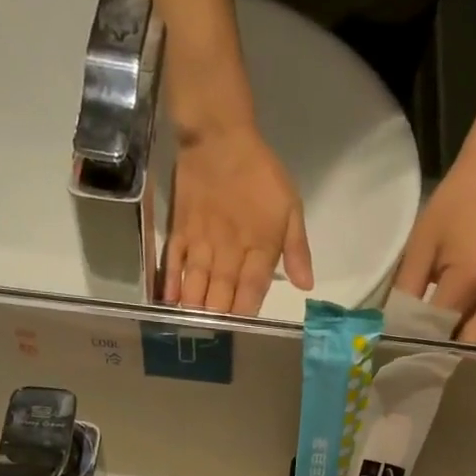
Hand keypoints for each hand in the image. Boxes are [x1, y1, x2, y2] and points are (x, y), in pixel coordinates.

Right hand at [164, 126, 313, 315]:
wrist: (219, 135)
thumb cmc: (260, 172)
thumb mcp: (290, 206)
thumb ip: (297, 248)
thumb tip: (306, 286)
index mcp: (259, 247)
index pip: (251, 292)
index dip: (246, 315)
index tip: (243, 333)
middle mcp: (228, 251)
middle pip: (221, 296)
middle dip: (219, 321)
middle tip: (216, 340)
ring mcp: (201, 243)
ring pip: (197, 286)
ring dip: (195, 311)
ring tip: (194, 330)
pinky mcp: (180, 231)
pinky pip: (173, 264)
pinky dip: (170, 285)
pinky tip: (169, 303)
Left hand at [394, 158, 475, 345]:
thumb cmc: (455, 206)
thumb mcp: (421, 244)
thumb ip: (406, 291)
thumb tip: (392, 327)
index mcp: (469, 281)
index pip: (438, 329)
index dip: (416, 343)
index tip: (394, 352)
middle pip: (467, 350)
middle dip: (441, 358)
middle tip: (415, 358)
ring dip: (457, 353)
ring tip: (431, 351)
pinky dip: (470, 342)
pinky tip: (449, 336)